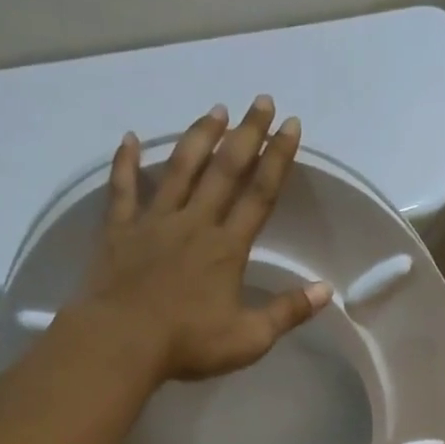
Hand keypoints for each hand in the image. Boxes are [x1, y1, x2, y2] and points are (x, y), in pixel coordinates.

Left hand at [81, 97, 329, 382]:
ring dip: (199, 137)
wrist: (122, 342)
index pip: (260, 195)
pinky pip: (122, 190)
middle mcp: (194, 224)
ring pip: (180, 170)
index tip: (291, 126)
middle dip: (246, 134)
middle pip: (224, 171)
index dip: (278, 159)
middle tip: (261, 100)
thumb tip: (325, 290)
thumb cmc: (189, 343)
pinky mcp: (119, 232)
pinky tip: (130, 138)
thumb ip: (286, 312)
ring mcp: (154, 223)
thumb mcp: (249, 338)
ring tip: (215, 110)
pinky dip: (125, 163)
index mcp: (227, 248)